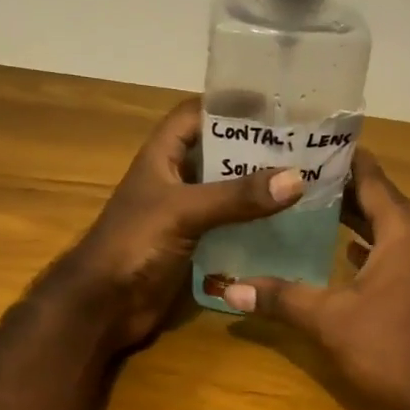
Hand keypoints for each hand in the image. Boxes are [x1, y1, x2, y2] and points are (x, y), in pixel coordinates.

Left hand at [45, 98, 305, 350]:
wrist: (104, 306)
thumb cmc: (133, 245)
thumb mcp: (184, 211)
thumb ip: (237, 196)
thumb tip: (296, 178)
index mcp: (162, 157)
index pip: (197, 115)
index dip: (230, 105)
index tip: (275, 103)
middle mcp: (176, 180)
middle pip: (220, 153)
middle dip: (257, 148)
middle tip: (304, 144)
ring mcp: (186, 214)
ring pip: (229, 192)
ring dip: (260, 188)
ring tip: (305, 179)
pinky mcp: (196, 245)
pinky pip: (231, 226)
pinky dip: (255, 223)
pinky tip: (288, 223)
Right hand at [221, 150, 409, 409]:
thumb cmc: (393, 355)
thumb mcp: (331, 323)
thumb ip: (281, 298)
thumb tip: (228, 288)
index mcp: (408, 230)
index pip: (368, 176)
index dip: (335, 161)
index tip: (299, 146)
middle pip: (380, 200)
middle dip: (339, 191)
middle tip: (292, 181)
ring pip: (394, 228)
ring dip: (357, 220)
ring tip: (309, 212)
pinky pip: (406, 252)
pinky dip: (377, 248)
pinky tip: (347, 254)